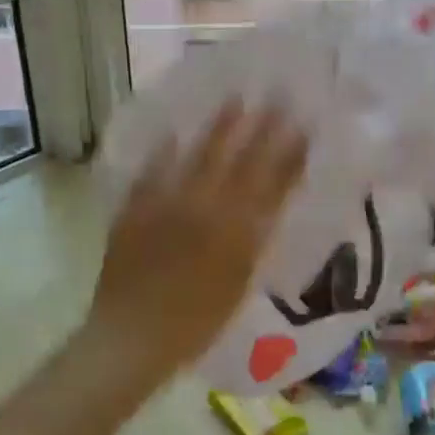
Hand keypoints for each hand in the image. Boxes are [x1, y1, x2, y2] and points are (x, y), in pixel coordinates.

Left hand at [86, 101, 308, 394]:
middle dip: (260, 128)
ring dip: (218, 128)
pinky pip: (153, 171)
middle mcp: (205, 210)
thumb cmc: (194, 325)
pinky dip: (164, 152)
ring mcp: (168, 204)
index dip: (289, 155)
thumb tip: (267, 208)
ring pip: (198, 157)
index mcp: (236, 232)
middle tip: (275, 97)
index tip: (304, 126)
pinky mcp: (136, 207)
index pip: (271, 184)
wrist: (131, 337)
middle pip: (239, 161)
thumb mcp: (237, 286)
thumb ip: (252, 244)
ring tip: (233, 100)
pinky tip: (172, 133)